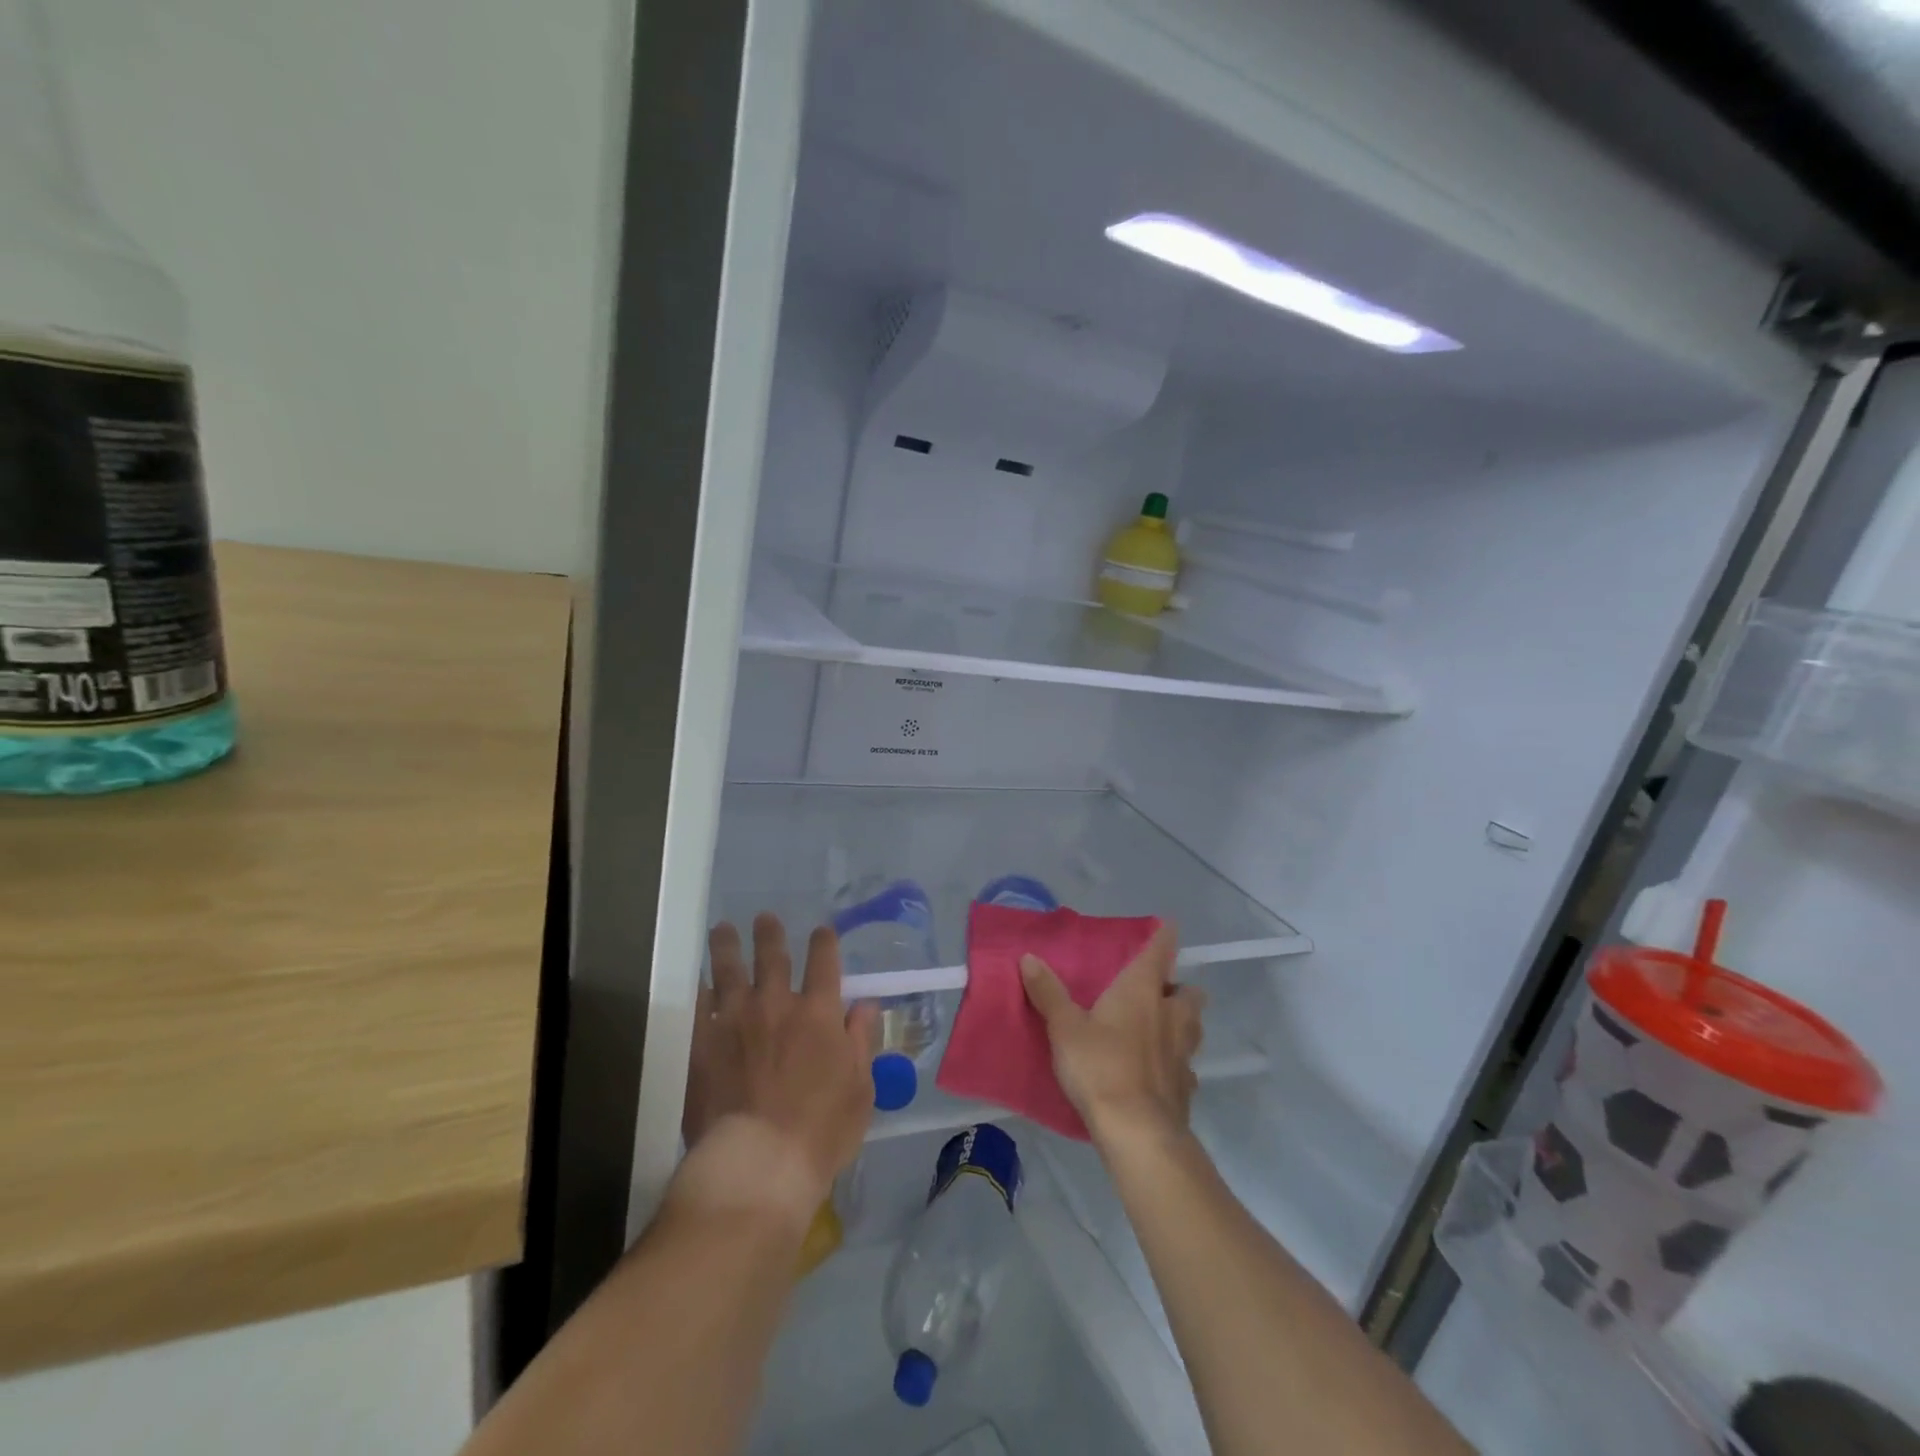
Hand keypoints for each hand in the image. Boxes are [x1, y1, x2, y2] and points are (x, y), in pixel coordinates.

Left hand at [675, 914, 877, 1225]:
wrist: (758, 1165)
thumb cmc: (821, 1131)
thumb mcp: (861, 1088)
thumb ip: (862, 1040)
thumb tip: (865, 1004)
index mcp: (818, 1012)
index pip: (824, 962)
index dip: (824, 942)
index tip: (822, 931)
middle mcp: (775, 1005)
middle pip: (772, 957)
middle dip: (770, 934)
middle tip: (764, 918)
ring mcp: (733, 1021)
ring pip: (729, 971)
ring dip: (727, 947)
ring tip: (723, 929)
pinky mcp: (701, 1046)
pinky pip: (696, 1009)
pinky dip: (698, 992)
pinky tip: (696, 983)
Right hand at [1020, 922, 1204, 1149]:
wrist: (1137, 1131)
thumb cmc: (1100, 1066)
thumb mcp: (1064, 1027)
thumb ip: (1048, 992)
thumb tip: (1029, 957)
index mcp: (1142, 992)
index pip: (1159, 952)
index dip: (1164, 937)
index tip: (1168, 926)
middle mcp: (1170, 1015)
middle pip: (1189, 992)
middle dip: (1178, 987)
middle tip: (1156, 992)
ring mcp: (1183, 1052)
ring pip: (1194, 1027)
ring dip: (1182, 1023)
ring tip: (1160, 1028)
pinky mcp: (1186, 1087)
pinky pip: (1187, 1067)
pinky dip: (1177, 1064)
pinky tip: (1161, 1072)